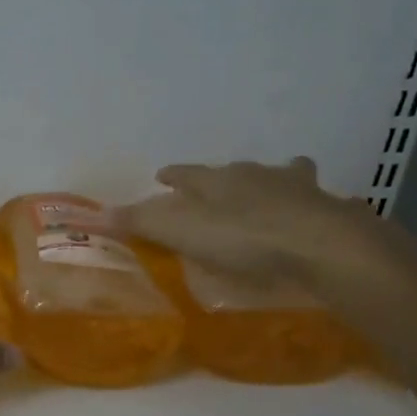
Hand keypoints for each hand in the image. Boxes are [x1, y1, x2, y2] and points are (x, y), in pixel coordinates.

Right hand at [113, 157, 408, 290]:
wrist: (320, 245)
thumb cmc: (242, 238)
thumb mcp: (180, 231)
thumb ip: (138, 222)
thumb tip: (88, 214)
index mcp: (217, 180)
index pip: (187, 174)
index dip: (174, 176)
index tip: (163, 176)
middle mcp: (256, 176)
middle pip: (234, 171)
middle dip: (223, 177)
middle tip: (215, 185)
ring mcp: (296, 190)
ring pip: (282, 175)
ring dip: (273, 181)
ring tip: (271, 192)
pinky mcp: (328, 211)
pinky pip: (316, 204)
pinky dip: (310, 208)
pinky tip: (312, 218)